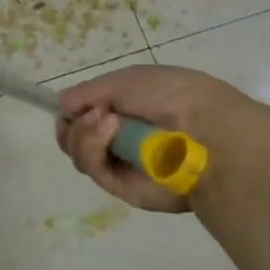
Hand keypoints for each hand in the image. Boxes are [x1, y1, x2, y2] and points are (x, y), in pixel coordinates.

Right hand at [56, 64, 265, 213]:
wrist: (208, 130)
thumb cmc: (171, 94)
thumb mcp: (125, 80)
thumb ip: (88, 92)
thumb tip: (62, 105)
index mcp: (127, 110)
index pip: (85, 115)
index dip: (73, 111)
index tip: (70, 105)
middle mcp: (122, 138)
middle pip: (75, 137)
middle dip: (74, 124)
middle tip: (89, 114)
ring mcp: (123, 164)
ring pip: (79, 153)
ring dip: (82, 133)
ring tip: (104, 121)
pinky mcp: (125, 188)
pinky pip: (93, 169)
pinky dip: (92, 147)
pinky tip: (109, 130)